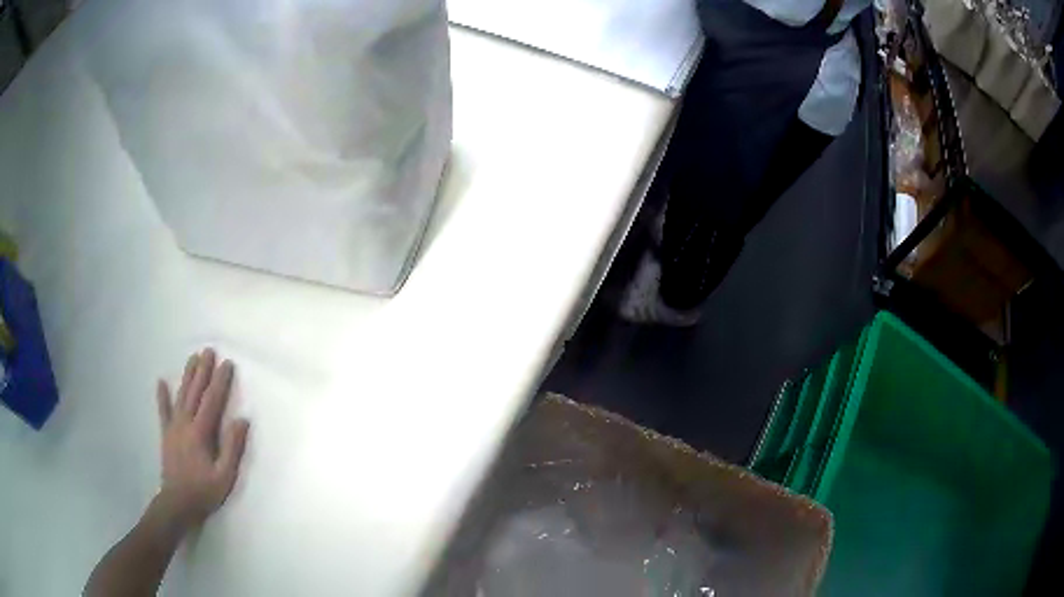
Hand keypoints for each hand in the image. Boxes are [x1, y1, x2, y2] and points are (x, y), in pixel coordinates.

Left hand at [155, 349, 249, 530]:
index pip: (212, 401)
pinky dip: (162, 396)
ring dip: (187, 376)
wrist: (177, 503)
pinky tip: (161, 382)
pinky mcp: (166, 434)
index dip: (220, 381)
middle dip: (203, 370)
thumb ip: (232, 448)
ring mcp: (173, 427)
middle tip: (208, 350)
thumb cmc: (204, 491)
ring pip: (181, 395)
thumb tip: (242, 420)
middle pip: (195, 392)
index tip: (227, 363)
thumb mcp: (224, 476)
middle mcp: (185, 423)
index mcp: (200, 432)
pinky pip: (163, 411)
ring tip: (193, 358)